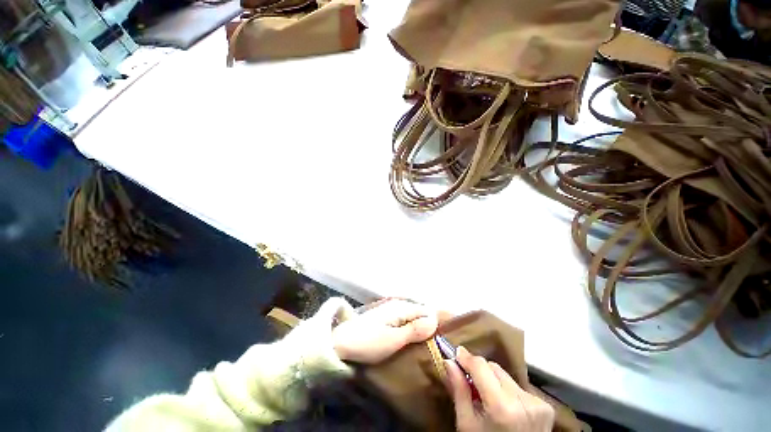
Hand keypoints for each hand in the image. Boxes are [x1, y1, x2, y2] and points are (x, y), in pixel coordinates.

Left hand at [331, 299, 437, 363]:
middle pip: (421, 316)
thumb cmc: (366, 343)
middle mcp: (396, 307)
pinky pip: (401, 326)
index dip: (438, 324)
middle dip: (429, 329)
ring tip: (425, 350)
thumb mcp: (393, 339)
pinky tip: (408, 346)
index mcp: (402, 308)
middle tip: (437, 348)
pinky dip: (407, 335)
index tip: (444, 340)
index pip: (430, 311)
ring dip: (418, 333)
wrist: (335, 346)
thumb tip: (435, 321)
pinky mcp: (379, 324)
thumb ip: (415, 330)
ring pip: (411, 322)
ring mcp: (386, 315)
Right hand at [446, 347, 554, 431]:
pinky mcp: (546, 404)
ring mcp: (538, 401)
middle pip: (498, 371)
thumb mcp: (466, 424)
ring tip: (487, 400)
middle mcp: (524, 399)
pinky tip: (506, 409)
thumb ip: (460, 394)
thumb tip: (449, 365)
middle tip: (466, 378)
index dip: (469, 359)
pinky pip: (523, 391)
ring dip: (496, 384)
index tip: (456, 353)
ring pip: (511, 380)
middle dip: (481, 372)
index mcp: (501, 406)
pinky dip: (511, 395)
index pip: (484, 369)